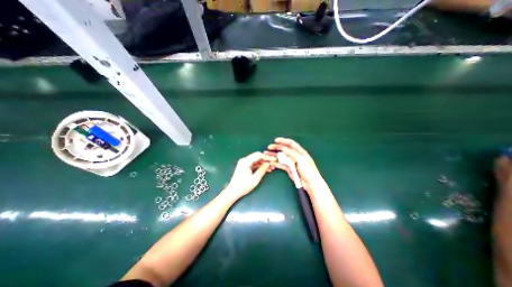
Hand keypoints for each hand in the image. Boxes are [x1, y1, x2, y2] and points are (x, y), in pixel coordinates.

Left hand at [224, 153, 275, 199]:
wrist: (233, 192)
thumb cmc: (243, 186)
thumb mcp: (255, 179)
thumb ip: (262, 170)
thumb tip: (268, 164)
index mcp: (245, 161)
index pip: (258, 155)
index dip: (267, 157)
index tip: (274, 160)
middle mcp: (244, 160)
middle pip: (257, 157)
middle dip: (266, 161)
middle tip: (273, 164)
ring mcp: (244, 163)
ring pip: (256, 161)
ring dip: (263, 164)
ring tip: (271, 168)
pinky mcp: (244, 166)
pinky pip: (254, 164)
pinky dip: (259, 166)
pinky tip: (266, 170)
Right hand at [266, 137, 330, 196]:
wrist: (311, 184)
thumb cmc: (308, 171)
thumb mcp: (301, 160)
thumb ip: (292, 153)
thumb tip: (283, 148)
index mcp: (300, 152)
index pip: (291, 144)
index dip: (283, 141)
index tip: (275, 140)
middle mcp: (295, 156)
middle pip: (284, 149)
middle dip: (276, 147)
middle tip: (269, 147)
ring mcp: (292, 162)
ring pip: (281, 157)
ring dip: (274, 155)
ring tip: (267, 154)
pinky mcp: (289, 169)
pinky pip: (281, 164)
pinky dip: (276, 163)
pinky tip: (271, 162)